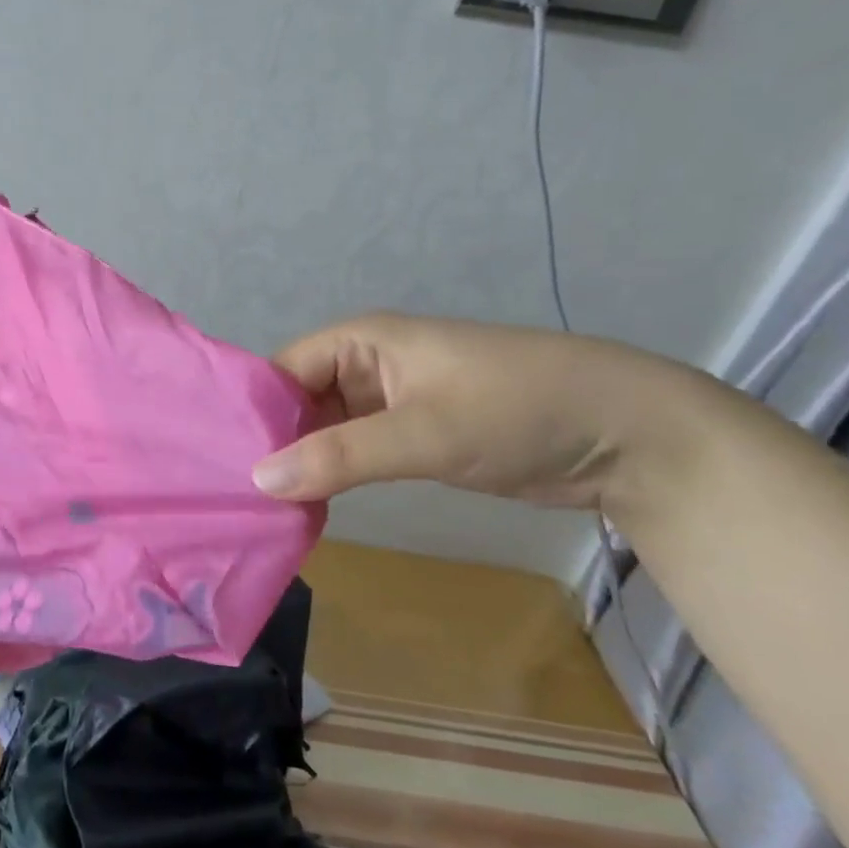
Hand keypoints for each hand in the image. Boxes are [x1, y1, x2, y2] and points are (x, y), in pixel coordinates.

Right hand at [251, 313, 689, 511]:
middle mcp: (366, 365)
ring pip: (324, 429)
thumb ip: (340, 455)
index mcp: (360, 341)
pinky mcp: (412, 434)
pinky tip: (305, 506)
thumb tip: (257, 479)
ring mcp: (390, 401)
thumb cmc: (517, 410)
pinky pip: (354, 451)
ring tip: (256, 506)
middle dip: (271, 441)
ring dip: (300, 462)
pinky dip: (332, 474)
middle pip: (297, 400)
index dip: (252, 411)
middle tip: (230, 493)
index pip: (281, 371)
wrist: (629, 435)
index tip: (219, 460)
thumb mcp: (424, 432)